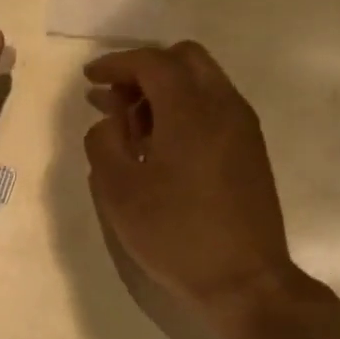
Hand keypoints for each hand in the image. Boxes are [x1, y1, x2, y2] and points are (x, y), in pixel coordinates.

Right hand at [83, 42, 311, 324]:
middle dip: (145, 69)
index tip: (90, 77)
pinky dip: (185, 108)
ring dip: (165, 89)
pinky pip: (214, 107)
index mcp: (190, 110)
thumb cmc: (175, 233)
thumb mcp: (119, 190)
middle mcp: (223, 106)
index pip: (152, 62)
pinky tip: (162, 146)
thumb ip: (103, 143)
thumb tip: (110, 122)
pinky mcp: (250, 149)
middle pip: (185, 58)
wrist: (244, 280)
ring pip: (202, 81)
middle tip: (115, 98)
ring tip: (132, 126)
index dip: (116, 63)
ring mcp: (243, 127)